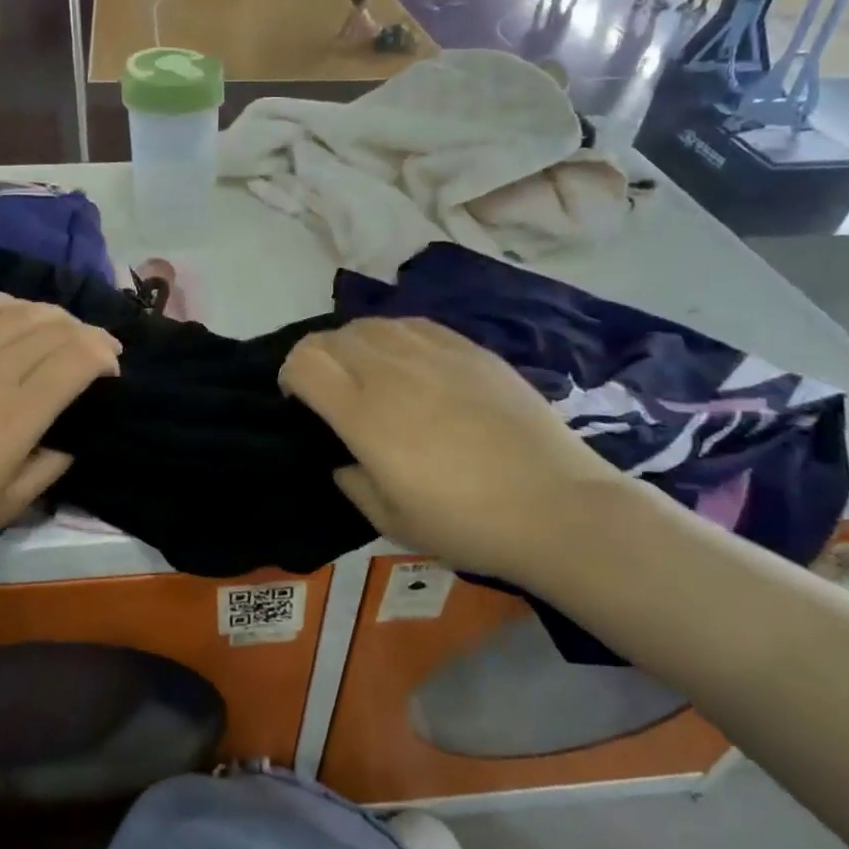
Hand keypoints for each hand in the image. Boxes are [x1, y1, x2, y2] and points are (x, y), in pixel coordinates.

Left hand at [0, 294, 119, 571]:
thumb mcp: (5, 509)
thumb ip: (49, 468)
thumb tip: (72, 437)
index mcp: (17, 417)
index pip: (77, 360)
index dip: (104, 356)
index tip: (111, 371)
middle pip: (55, 330)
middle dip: (88, 334)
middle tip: (97, 349)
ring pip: (19, 313)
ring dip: (53, 315)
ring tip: (63, 329)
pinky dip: (2, 302)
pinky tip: (14, 311)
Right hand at [279, 318, 627, 578]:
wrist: (558, 507)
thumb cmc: (468, 524)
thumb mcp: (394, 521)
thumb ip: (354, 484)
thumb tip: (345, 461)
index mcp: (365, 414)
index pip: (305, 361)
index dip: (290, 375)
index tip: (299, 401)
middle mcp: (392, 371)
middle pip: (332, 336)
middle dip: (318, 357)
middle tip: (330, 389)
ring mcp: (435, 354)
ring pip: (372, 324)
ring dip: (354, 343)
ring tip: (369, 372)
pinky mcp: (471, 349)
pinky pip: (414, 324)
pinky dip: (395, 336)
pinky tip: (409, 361)